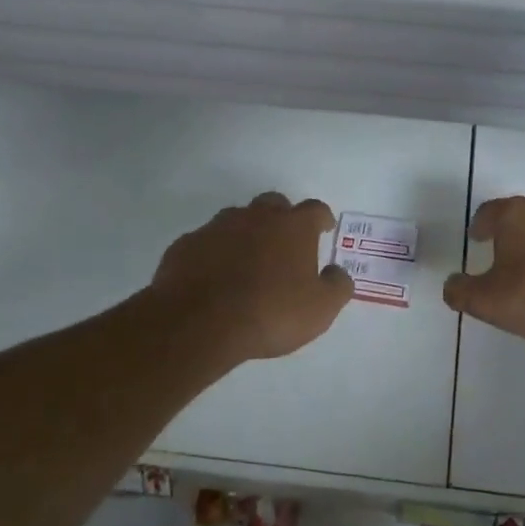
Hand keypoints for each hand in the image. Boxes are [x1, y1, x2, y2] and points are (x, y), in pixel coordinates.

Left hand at [151, 193, 353, 363]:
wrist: (199, 322)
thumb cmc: (270, 312)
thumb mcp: (320, 309)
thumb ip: (337, 287)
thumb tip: (338, 272)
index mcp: (293, 227)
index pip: (315, 209)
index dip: (322, 218)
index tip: (324, 229)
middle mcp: (256, 217)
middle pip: (274, 203)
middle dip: (282, 217)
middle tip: (284, 242)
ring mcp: (217, 227)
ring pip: (237, 218)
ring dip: (246, 232)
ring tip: (247, 260)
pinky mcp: (187, 244)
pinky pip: (206, 242)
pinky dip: (215, 253)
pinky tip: (214, 275)